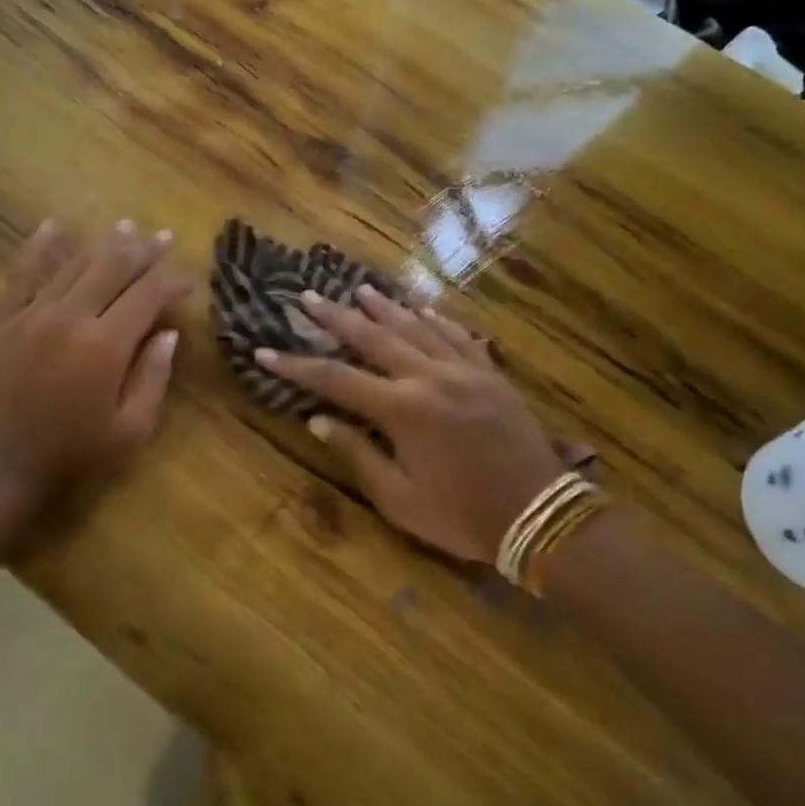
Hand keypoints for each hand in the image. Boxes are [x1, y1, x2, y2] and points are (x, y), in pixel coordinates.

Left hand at [0, 219, 191, 506]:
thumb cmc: (73, 454)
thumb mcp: (130, 429)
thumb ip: (154, 377)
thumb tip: (169, 333)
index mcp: (106, 345)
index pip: (148, 294)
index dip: (173, 279)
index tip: (190, 277)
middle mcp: (69, 316)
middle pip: (113, 267)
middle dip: (144, 251)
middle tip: (164, 238)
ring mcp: (32, 313)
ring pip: (74, 264)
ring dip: (104, 243)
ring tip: (128, 228)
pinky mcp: (4, 319)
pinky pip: (23, 272)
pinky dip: (41, 246)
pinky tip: (55, 226)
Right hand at [254, 287, 566, 563]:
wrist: (539, 513)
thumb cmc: (461, 515)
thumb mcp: (399, 499)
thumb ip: (357, 454)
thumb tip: (317, 421)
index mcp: (402, 410)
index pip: (336, 380)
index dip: (296, 366)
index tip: (265, 352)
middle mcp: (430, 377)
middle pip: (374, 338)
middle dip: (336, 318)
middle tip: (308, 297)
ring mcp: (464, 370)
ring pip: (416, 327)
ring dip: (384, 307)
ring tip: (358, 289)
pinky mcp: (491, 373)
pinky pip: (458, 335)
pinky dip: (436, 319)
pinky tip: (421, 308)